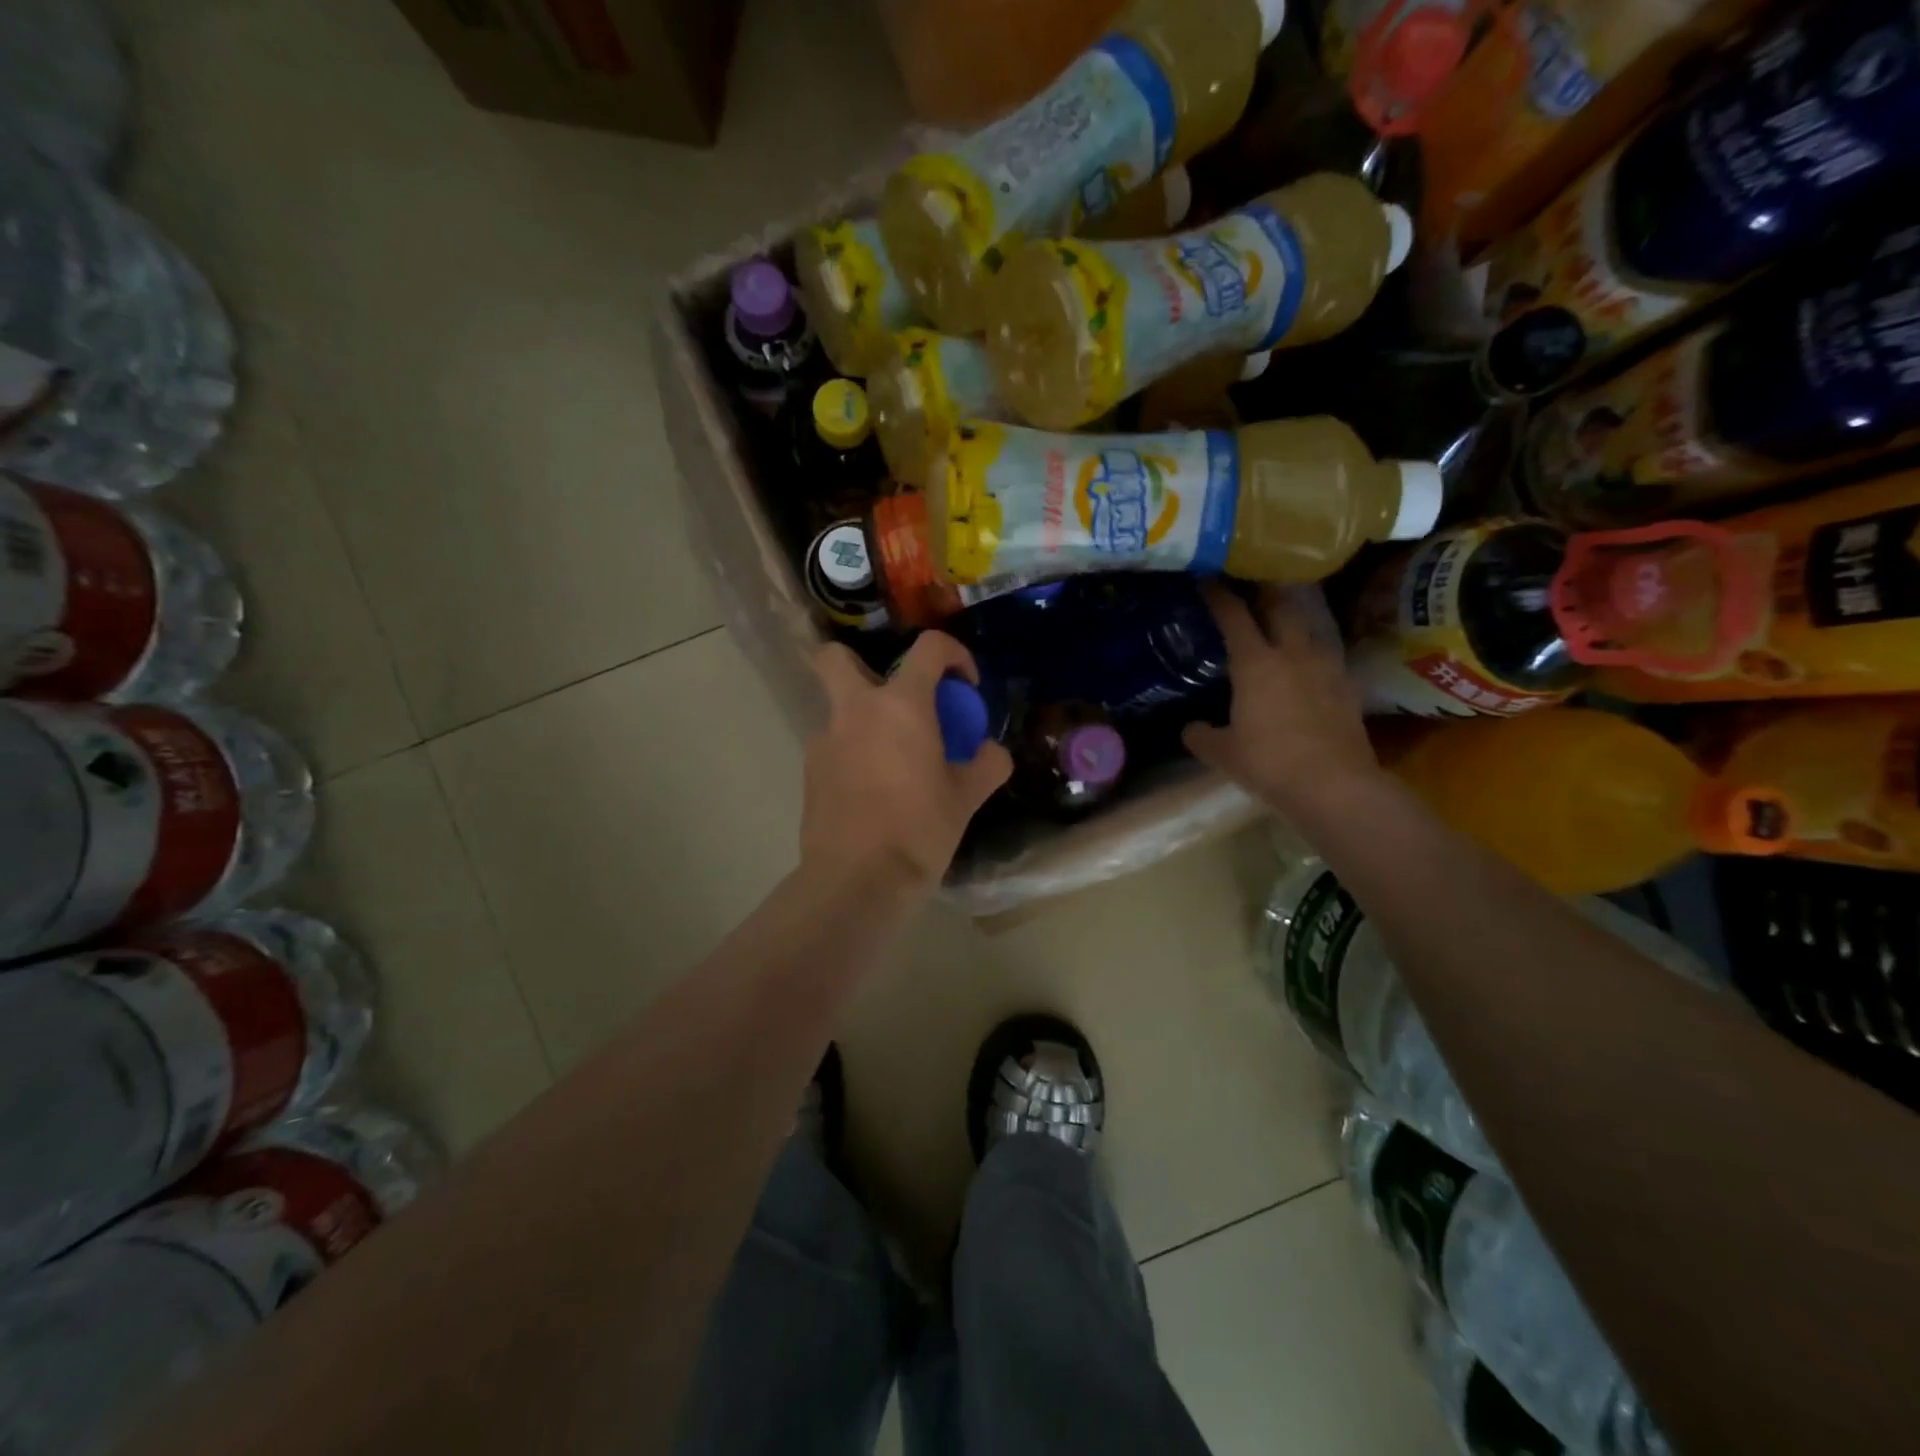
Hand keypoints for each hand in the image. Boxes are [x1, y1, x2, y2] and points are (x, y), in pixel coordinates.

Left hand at [801, 632, 1012, 892]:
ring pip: (838, 708)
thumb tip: (991, 753)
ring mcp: (825, 740)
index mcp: (901, 706)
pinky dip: (853, 753)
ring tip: (893, 762)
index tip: (965, 687)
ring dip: (864, 720)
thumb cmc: (919, 830)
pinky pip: (834, 746)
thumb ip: (986, 765)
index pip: (928, 648)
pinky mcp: (810, 771)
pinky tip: (872, 791)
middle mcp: (855, 711)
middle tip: (894, 699)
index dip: (954, 655)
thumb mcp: (966, 798)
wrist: (857, 880)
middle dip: (860, 663)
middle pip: (836, 658)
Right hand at [1183, 581, 1381, 814]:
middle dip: (1264, 591)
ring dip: (1293, 618)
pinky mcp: (1348, 686)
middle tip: (1251, 584)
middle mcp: (1293, 654)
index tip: (1208, 579)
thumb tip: (1191, 728)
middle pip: (1280, 606)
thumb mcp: (1222, 753)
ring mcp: (1326, 667)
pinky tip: (1307, 665)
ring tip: (1281, 621)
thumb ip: (1201, 735)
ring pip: (1309, 627)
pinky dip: (1312, 652)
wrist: (1335, 785)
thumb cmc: (1269, 763)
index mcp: (1256, 663)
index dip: (1219, 595)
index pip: (1234, 616)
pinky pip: (1327, 656)